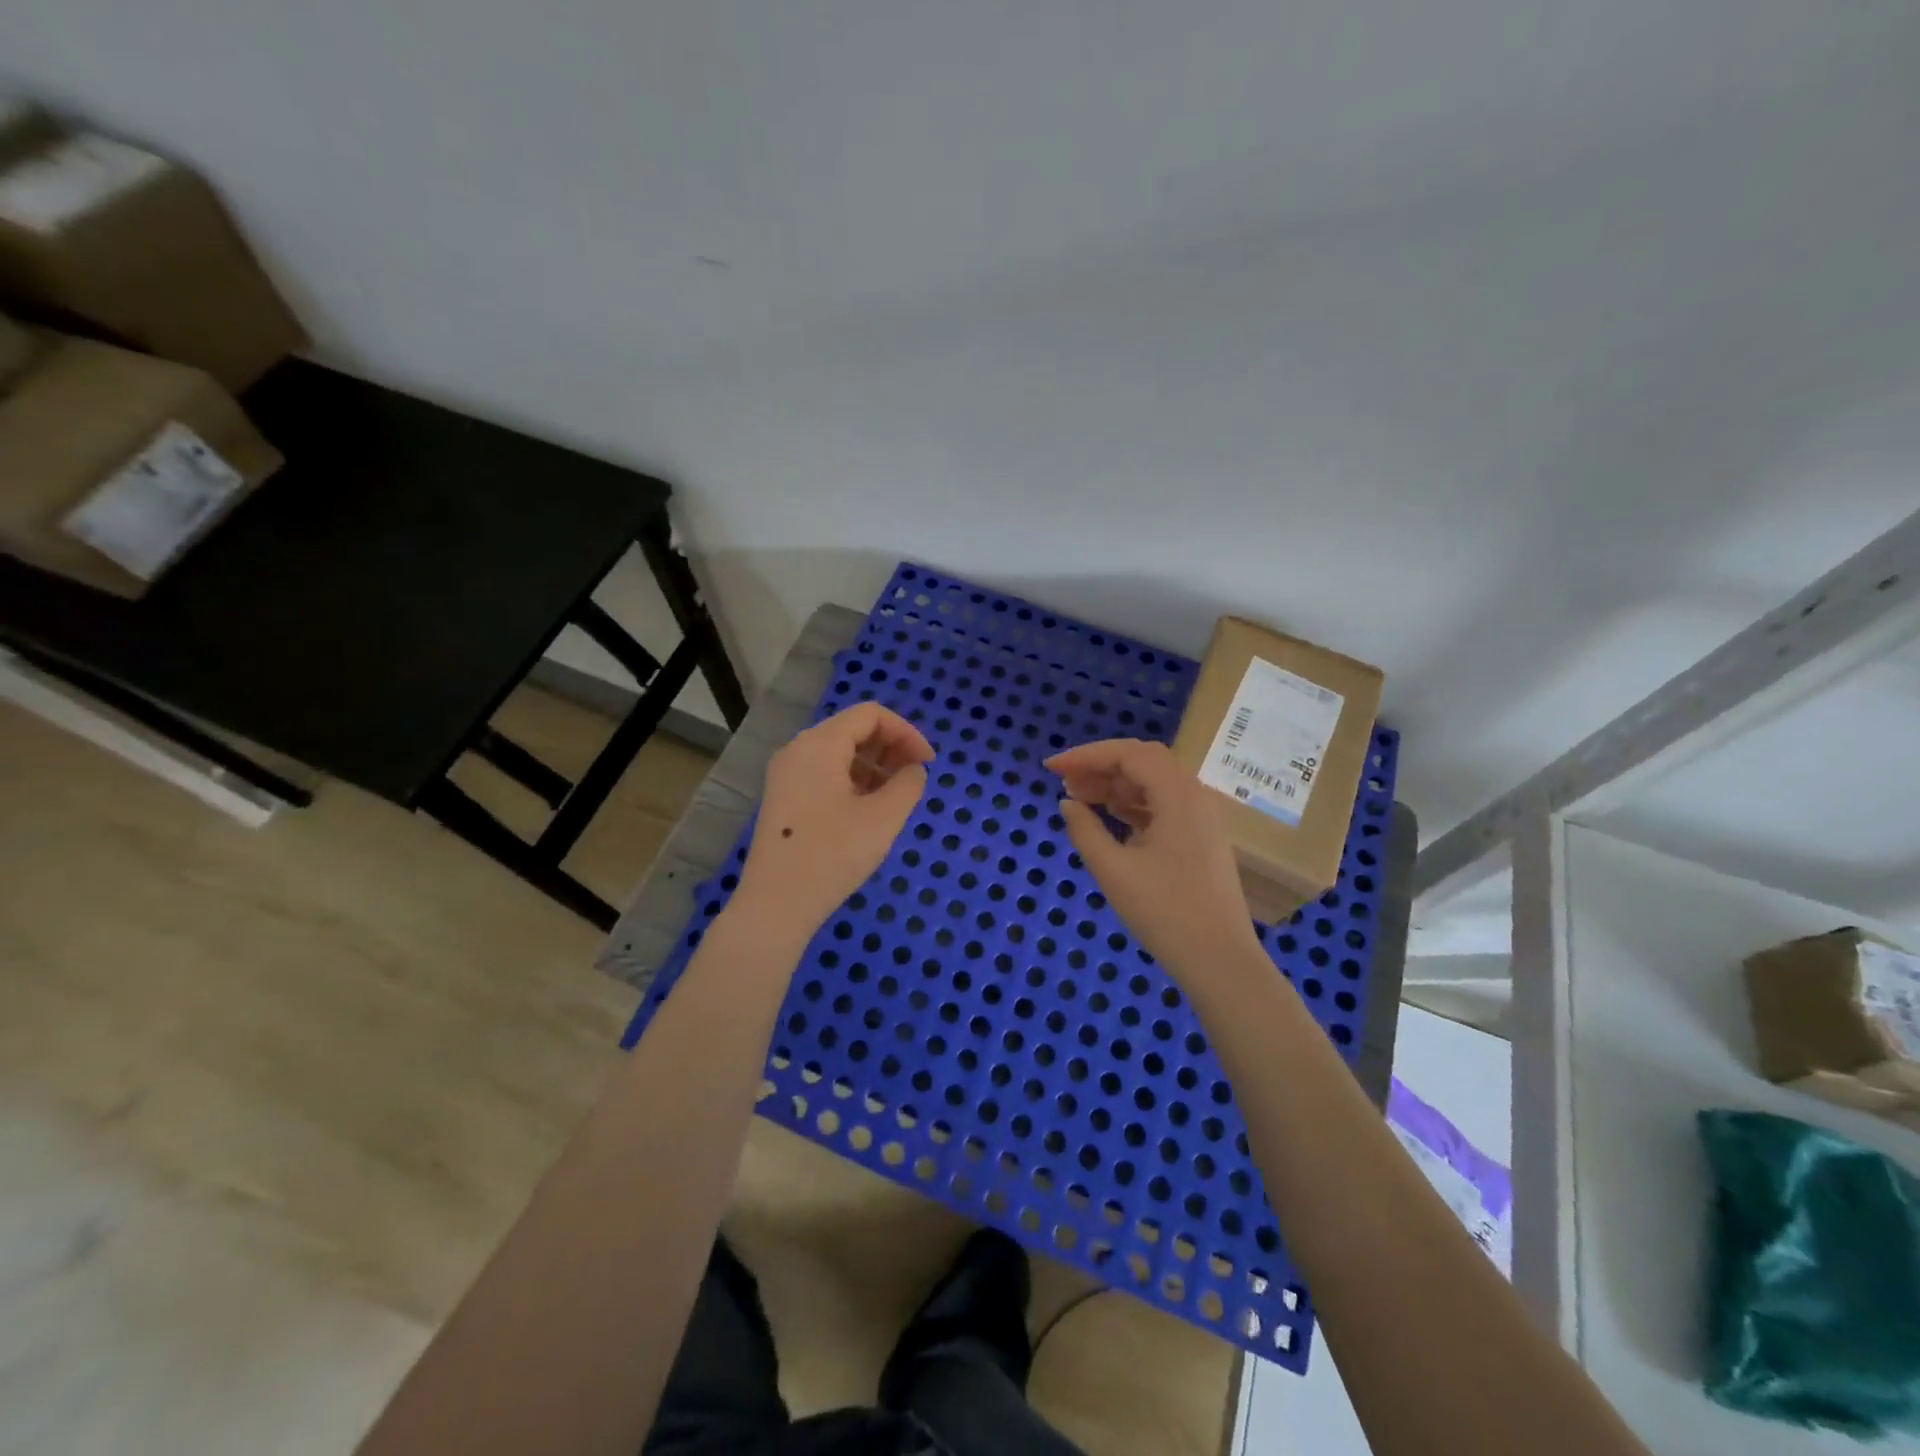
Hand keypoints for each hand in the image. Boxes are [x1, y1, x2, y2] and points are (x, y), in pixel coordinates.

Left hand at [731, 702, 934, 941]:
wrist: (776, 905)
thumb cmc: (833, 855)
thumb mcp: (883, 818)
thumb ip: (908, 784)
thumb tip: (913, 770)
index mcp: (820, 744)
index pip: (871, 715)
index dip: (906, 732)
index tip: (928, 763)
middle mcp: (798, 750)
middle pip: (853, 730)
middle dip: (891, 747)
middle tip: (915, 778)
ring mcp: (787, 775)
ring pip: (839, 753)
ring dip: (874, 765)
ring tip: (896, 796)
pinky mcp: (784, 798)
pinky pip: (825, 774)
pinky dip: (853, 781)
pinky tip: (869, 810)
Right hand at [1045, 738, 1261, 980]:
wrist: (1220, 961)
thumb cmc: (1164, 912)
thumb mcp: (1114, 870)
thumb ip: (1085, 830)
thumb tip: (1068, 804)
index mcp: (1178, 795)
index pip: (1129, 754)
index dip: (1086, 755)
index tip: (1052, 769)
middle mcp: (1195, 796)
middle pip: (1143, 762)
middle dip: (1100, 767)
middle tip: (1063, 782)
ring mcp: (1202, 818)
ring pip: (1154, 784)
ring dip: (1115, 785)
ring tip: (1078, 797)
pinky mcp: (1201, 839)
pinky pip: (1163, 806)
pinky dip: (1133, 805)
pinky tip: (1109, 817)